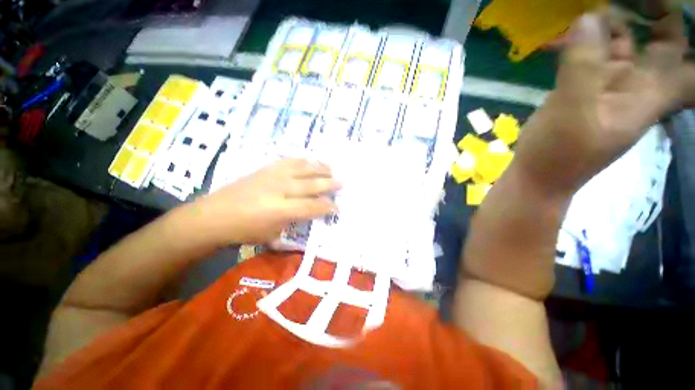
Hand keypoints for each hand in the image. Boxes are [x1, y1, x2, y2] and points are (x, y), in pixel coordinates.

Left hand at [193, 158, 340, 244]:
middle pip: (311, 184)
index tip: (338, 207)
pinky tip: (310, 160)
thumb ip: (294, 222)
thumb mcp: (272, 234)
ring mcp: (272, 176)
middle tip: (342, 183)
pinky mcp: (265, 169)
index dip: (328, 207)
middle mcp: (280, 189)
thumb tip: (311, 213)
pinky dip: (302, 160)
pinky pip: (288, 161)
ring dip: (319, 168)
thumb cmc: (244, 231)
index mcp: (281, 210)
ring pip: (303, 168)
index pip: (312, 207)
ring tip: (332, 168)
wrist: (213, 215)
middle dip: (329, 184)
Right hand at [513, 11, 690, 195]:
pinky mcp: (583, 88)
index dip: (683, 32)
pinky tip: (572, 27)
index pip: (689, 64)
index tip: (666, 6)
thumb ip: (582, 65)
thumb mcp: (572, 112)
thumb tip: (588, 16)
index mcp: (649, 93)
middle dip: (654, 13)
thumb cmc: (559, 153)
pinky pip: (592, 55)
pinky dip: (586, 39)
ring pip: (625, 43)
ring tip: (593, 4)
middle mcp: (637, 84)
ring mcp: (608, 85)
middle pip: (661, 43)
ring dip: (614, 20)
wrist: (537, 176)